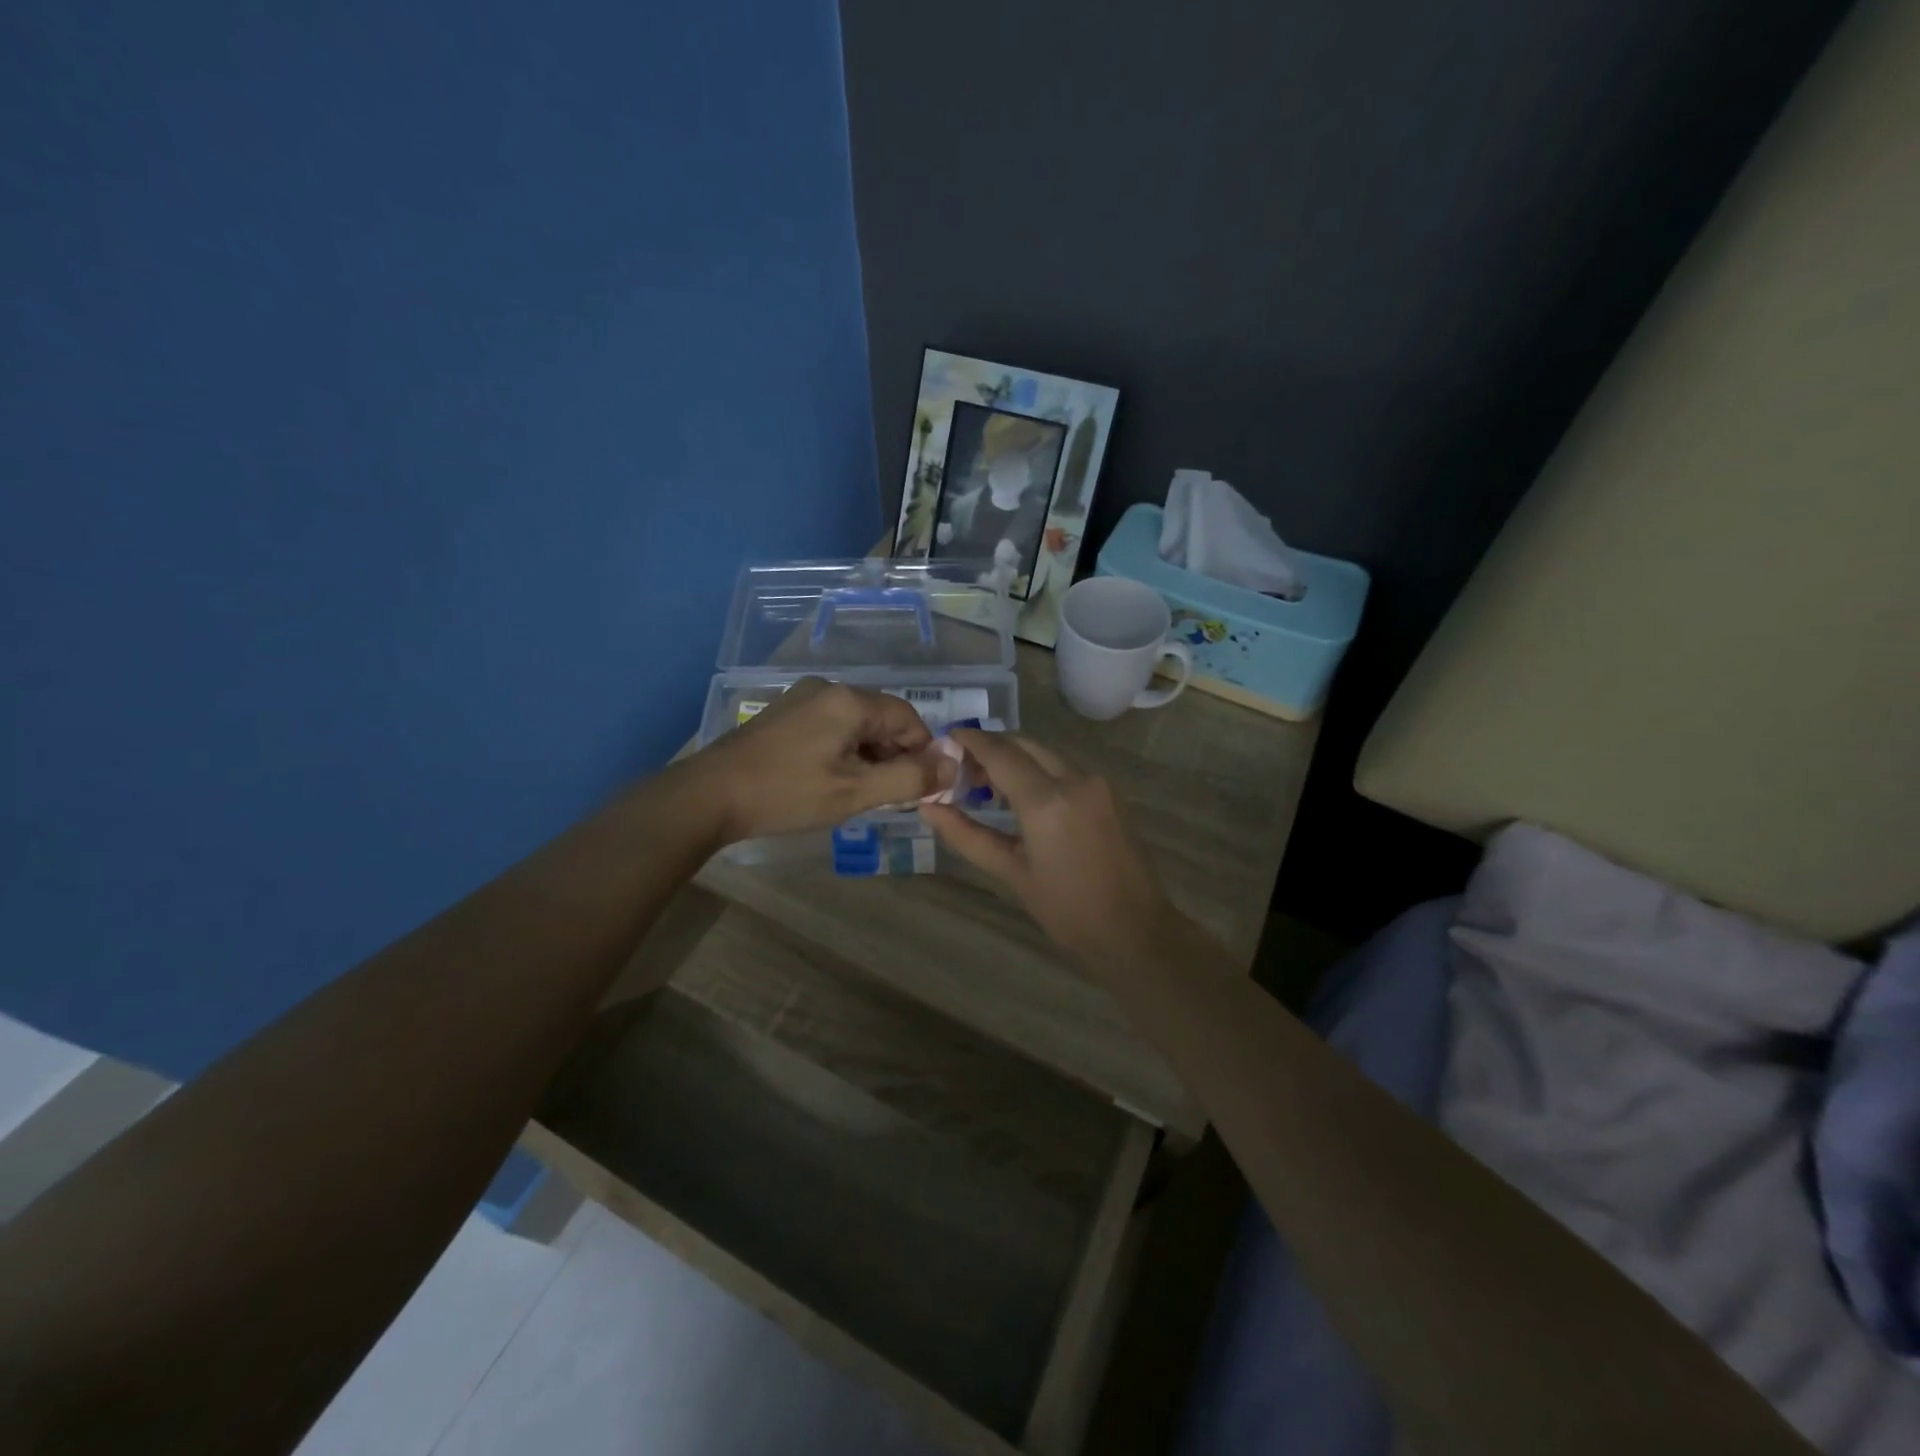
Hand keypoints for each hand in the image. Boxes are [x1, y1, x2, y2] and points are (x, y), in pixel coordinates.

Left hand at [685, 679, 951, 844]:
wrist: (708, 796)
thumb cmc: (787, 793)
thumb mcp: (855, 791)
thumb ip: (910, 778)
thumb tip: (954, 766)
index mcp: (849, 700)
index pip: (909, 719)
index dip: (922, 754)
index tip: (918, 789)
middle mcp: (828, 689)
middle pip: (882, 720)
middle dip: (894, 757)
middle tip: (886, 797)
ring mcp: (802, 700)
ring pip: (856, 726)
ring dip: (868, 758)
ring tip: (857, 794)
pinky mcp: (784, 716)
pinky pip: (831, 729)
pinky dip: (843, 753)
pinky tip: (830, 782)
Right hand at [920, 731, 1180, 962]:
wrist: (1134, 929)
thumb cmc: (1067, 909)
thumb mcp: (1011, 873)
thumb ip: (967, 835)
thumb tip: (928, 808)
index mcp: (1047, 800)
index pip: (1000, 753)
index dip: (970, 740)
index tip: (945, 738)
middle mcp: (1075, 778)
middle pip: (1024, 745)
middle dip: (992, 749)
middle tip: (962, 771)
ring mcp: (1097, 783)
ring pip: (1046, 754)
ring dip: (1016, 759)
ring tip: (988, 787)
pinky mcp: (1110, 792)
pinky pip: (1066, 768)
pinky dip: (1039, 770)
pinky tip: (1024, 797)